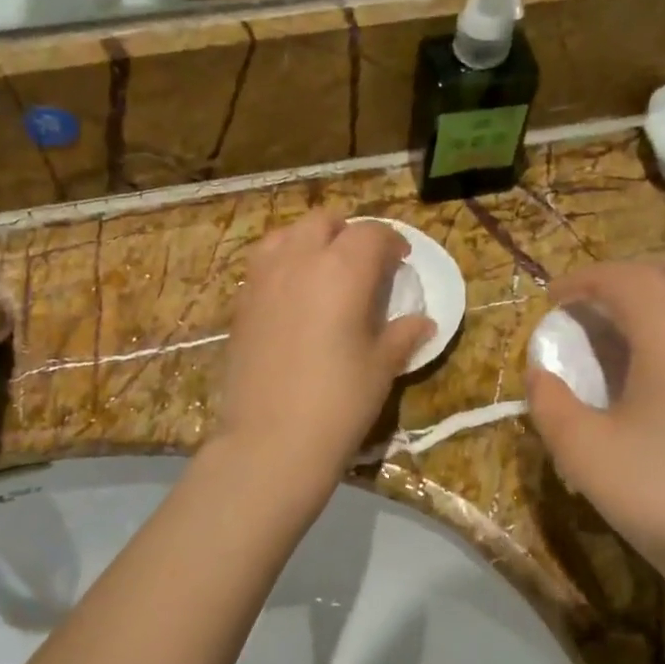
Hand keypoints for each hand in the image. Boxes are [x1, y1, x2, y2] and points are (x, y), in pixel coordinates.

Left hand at [213, 212, 431, 487]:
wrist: (272, 441)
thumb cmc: (339, 402)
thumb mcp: (381, 367)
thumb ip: (402, 335)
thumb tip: (423, 322)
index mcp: (342, 270)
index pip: (371, 234)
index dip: (391, 242)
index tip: (401, 261)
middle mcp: (299, 261)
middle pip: (324, 222)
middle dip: (348, 233)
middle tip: (364, 263)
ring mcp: (262, 280)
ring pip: (286, 234)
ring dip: (309, 241)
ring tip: (323, 269)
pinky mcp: (240, 304)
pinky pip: (262, 264)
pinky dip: (283, 264)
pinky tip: (293, 296)